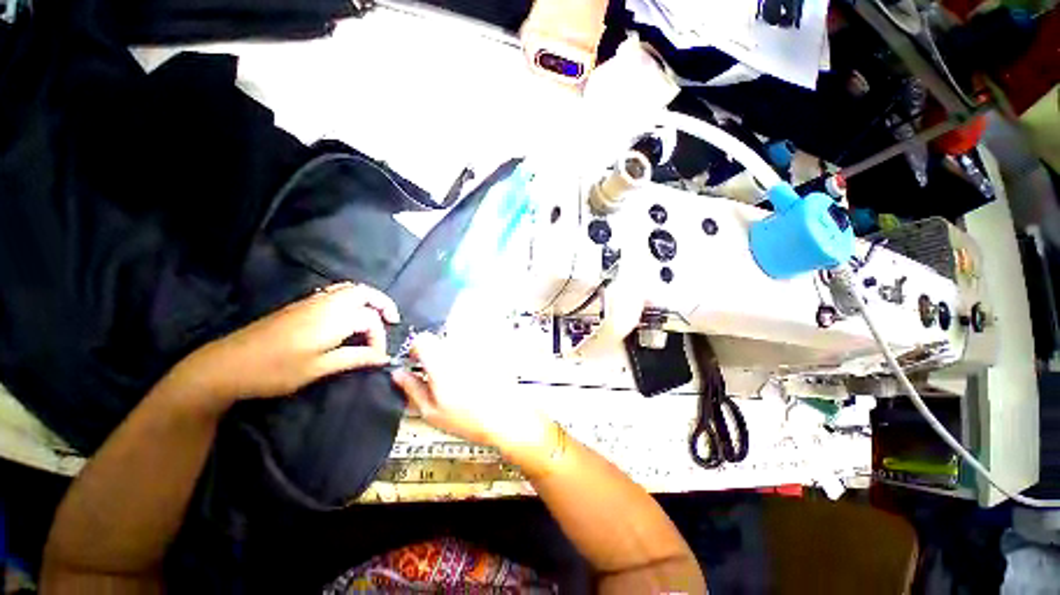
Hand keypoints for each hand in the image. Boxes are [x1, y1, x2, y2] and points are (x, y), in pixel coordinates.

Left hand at [166, 283, 398, 406]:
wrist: (226, 365)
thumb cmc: (275, 371)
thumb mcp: (318, 368)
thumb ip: (354, 358)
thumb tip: (383, 358)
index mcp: (332, 319)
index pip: (370, 320)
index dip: (380, 338)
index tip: (378, 357)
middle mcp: (325, 304)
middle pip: (364, 292)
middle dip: (382, 304)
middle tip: (391, 320)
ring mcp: (311, 301)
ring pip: (349, 289)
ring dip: (367, 299)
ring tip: (374, 316)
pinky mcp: (300, 305)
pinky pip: (335, 291)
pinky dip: (351, 298)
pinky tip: (349, 315)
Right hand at [391, 333, 550, 450]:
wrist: (504, 418)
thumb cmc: (468, 419)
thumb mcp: (431, 412)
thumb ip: (411, 389)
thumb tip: (398, 374)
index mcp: (441, 363)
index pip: (422, 339)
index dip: (415, 350)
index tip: (416, 362)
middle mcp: (459, 350)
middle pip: (439, 340)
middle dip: (434, 354)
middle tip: (436, 376)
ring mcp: (476, 349)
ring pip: (455, 343)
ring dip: (451, 355)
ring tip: (457, 377)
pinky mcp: (489, 352)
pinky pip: (472, 347)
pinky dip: (468, 356)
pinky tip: (472, 375)